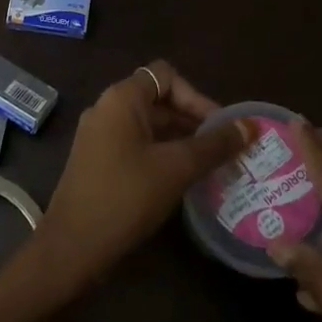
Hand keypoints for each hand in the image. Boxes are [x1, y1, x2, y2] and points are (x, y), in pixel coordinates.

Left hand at [34, 60, 251, 295]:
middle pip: (159, 98)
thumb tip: (249, 126)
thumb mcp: (175, 169)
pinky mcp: (99, 160)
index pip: (167, 76)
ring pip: (149, 124)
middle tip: (226, 150)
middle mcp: (108, 107)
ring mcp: (100, 134)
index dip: (197, 97)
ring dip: (181, 139)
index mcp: (122, 98)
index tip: (221, 128)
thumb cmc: (125, 197)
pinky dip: (163, 153)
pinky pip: (137, 144)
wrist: (72, 246)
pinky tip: (184, 179)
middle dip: (194, 120)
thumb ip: (213, 146)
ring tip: (213, 166)